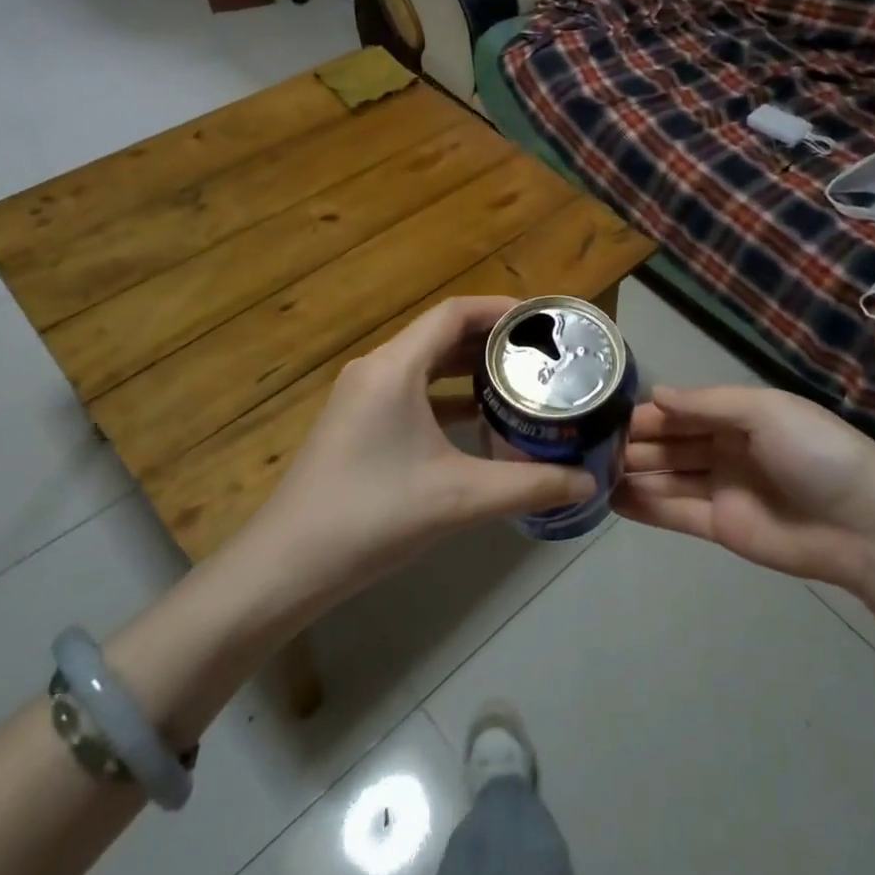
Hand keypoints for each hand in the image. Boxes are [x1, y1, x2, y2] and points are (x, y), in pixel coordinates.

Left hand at [256, 296, 595, 601]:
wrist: (286, 566)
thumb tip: (588, 483)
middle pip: (440, 335)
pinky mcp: (357, 424)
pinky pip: (411, 392)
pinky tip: (479, 420)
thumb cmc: (372, 516)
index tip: (541, 321)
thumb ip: (529, 486)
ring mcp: (361, 397)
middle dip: (490, 340)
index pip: (454, 313)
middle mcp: (376, 369)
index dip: (499, 309)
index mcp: (394, 367)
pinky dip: (446, 396)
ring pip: (425, 364)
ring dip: (468, 368)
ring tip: (519, 381)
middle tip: (541, 354)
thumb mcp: (459, 499)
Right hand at [614, 385, 874, 589]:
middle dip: (634, 443)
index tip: (607, 415)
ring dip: (633, 473)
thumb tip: (655, 394)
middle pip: (670, 443)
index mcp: (737, 416)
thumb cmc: (814, 452)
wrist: (864, 524)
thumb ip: (707, 403)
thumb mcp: (764, 410)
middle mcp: (724, 449)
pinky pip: (674, 512)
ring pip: (667, 476)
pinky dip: (644, 506)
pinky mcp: (719, 527)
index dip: (648, 413)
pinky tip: (612, 500)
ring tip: (590, 471)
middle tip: (588, 446)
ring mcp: (720, 489)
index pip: (682, 410)